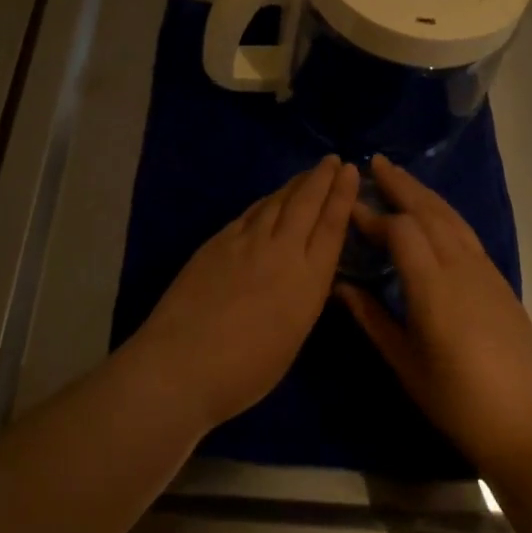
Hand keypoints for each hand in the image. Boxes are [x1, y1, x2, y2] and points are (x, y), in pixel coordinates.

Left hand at [131, 156, 359, 431]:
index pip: (331, 227)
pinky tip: (270, 198)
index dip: (342, 196)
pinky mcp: (219, 241)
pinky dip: (267, 201)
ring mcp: (247, 242)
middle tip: (332, 160)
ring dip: (296, 184)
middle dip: (322, 178)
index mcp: (307, 281)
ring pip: (277, 202)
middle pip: (306, 204)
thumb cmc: (244, 372)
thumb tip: (307, 272)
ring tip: (309, 173)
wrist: (182, 363)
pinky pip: (251, 212)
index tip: (349, 171)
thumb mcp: (292, 338)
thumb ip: (303, 298)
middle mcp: (282, 251)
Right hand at [337, 156, 531, 474]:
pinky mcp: (498, 279)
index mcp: (433, 287)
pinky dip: (443, 212)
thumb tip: (340, 286)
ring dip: (423, 193)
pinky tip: (432, 215)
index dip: (373, 216)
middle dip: (401, 184)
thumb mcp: (405, 363)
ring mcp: (484, 270)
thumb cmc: (457, 399)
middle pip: (428, 211)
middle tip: (375, 164)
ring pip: (450, 217)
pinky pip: (465, 232)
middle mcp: (460, 267)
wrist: (527, 423)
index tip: (349, 207)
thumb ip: (371, 318)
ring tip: (400, 178)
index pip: (400, 231)